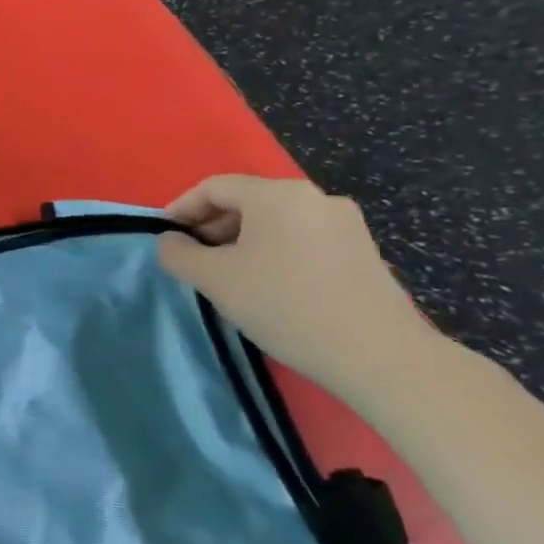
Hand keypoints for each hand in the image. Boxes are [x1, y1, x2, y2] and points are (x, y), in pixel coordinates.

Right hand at [156, 175, 431, 404]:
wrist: (379, 355)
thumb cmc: (284, 305)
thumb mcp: (214, 279)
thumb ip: (178, 254)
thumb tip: (171, 242)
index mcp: (277, 194)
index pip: (214, 188)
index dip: (181, 209)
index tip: (164, 237)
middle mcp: (314, 197)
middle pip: (247, 201)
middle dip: (212, 226)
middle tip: (192, 259)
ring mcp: (345, 223)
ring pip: (275, 221)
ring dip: (241, 241)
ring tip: (227, 276)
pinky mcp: (362, 251)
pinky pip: (301, 238)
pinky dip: (273, 252)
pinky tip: (267, 285)